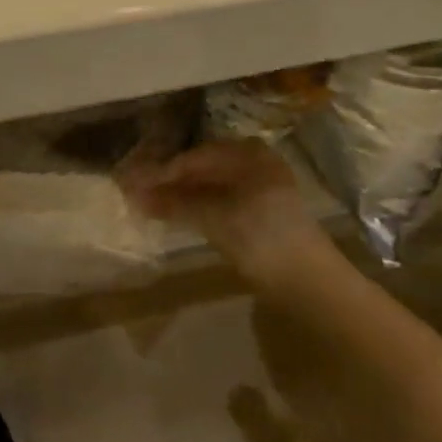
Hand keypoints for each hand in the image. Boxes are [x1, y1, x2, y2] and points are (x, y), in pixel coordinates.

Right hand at [121, 139, 332, 282]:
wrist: (311, 286)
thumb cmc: (263, 239)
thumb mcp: (215, 217)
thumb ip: (174, 202)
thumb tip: (132, 192)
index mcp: (249, 155)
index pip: (194, 156)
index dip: (161, 170)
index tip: (130, 182)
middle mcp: (254, 164)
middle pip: (201, 168)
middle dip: (168, 181)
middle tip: (135, 192)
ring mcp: (258, 190)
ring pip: (208, 187)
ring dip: (179, 195)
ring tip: (148, 204)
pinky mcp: (258, 215)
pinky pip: (217, 202)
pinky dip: (195, 207)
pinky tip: (175, 215)